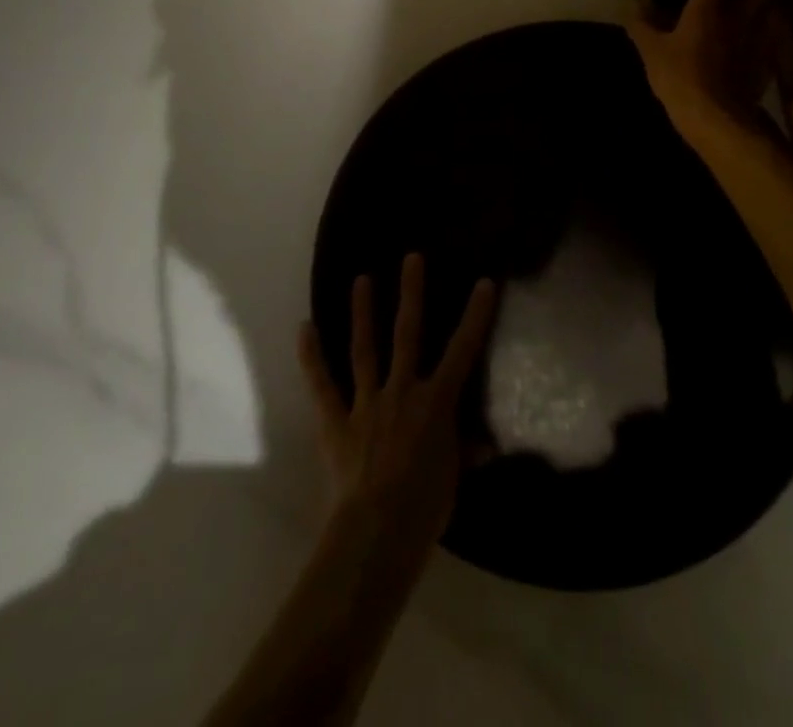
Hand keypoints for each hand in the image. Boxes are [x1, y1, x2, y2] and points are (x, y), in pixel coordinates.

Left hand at [297, 254, 496, 575]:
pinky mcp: (336, 421)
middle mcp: (402, 390)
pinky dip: (311, 357)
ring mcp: (366, 402)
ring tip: (361, 279)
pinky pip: (322, 385)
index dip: (476, 316)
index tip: (484, 282)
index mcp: (436, 402)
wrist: (377, 534)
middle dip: (411, 294)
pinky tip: (304, 327)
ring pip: (365, 349)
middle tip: (411, 257)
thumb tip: (487, 446)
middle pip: (408, 334)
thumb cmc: (426, 507)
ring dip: (363, 313)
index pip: (463, 351)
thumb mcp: (454, 478)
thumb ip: (466, 453)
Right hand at [627, 0, 770, 138]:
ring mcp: (758, 35)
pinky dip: (769, 18)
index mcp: (709, 5)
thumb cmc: (682, 79)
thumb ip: (643, 27)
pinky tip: (765, 22)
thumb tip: (632, 7)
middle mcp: (740, 12)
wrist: (720, 119)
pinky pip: (772, 28)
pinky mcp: (767, 57)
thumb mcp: (652, 52)